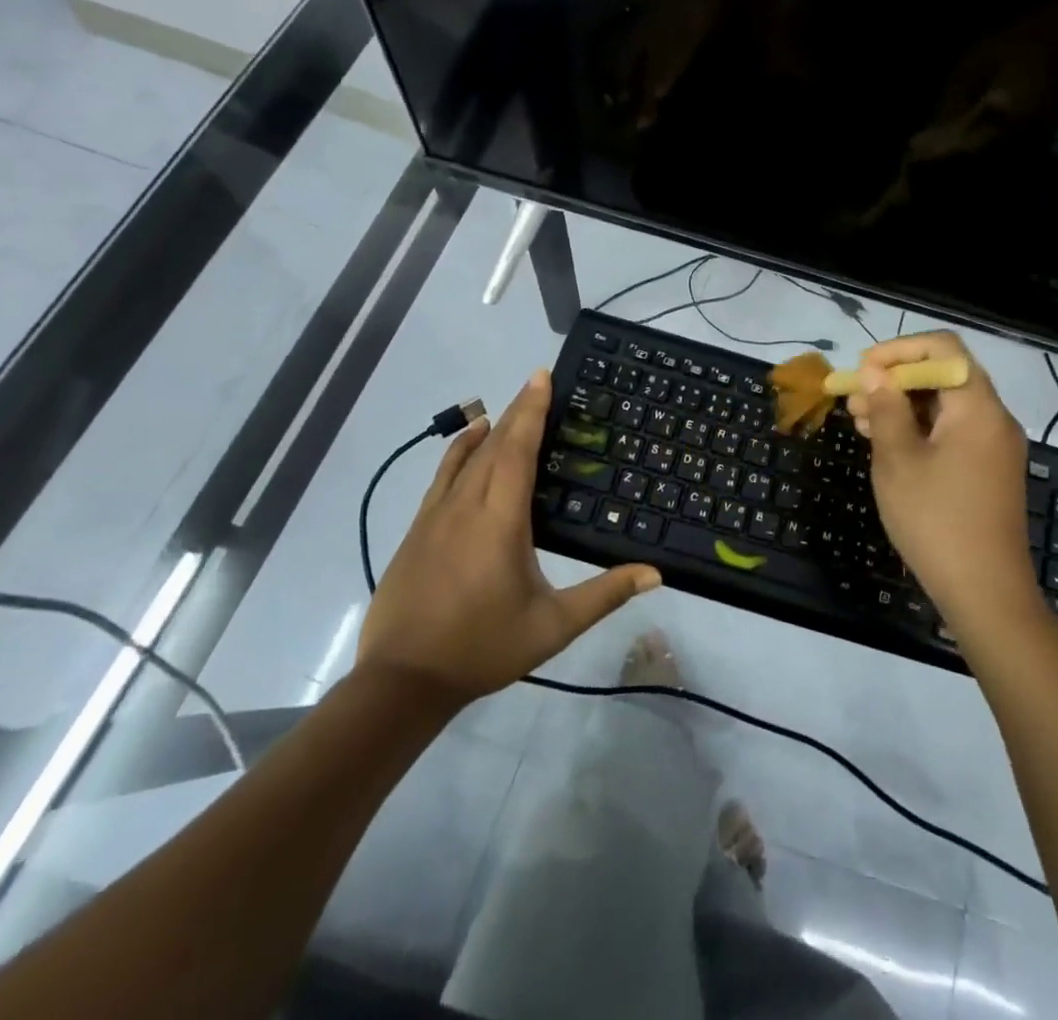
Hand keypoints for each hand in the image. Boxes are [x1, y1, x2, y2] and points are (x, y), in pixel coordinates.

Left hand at [357, 370, 660, 705]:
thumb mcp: (553, 626)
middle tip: (536, 384)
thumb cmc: (483, 647)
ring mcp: (435, 517)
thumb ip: (604, 594)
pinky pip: (442, 477)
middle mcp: (466, 506)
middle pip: (493, 446)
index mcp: (500, 520)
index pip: (517, 450)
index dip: (532, 411)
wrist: (402, 681)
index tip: (541, 377)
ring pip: (464, 459)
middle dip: (517, 411)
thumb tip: (655, 575)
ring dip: (488, 430)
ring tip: (506, 410)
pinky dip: (458, 453)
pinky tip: (466, 447)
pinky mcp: (416, 531)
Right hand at [847, 332, 1041, 634]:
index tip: (863, 370)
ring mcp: (995, 446)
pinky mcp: (989, 470)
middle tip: (854, 400)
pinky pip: (953, 432)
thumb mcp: (898, 461)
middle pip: (944, 375)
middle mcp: (994, 418)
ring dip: (903, 406)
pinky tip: (888, 446)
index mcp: (977, 407)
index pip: (943, 347)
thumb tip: (874, 373)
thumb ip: (885, 409)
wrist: (986, 593)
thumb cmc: (936, 521)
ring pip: (945, 406)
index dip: (899, 349)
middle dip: (895, 380)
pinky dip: (920, 430)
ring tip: (861, 423)